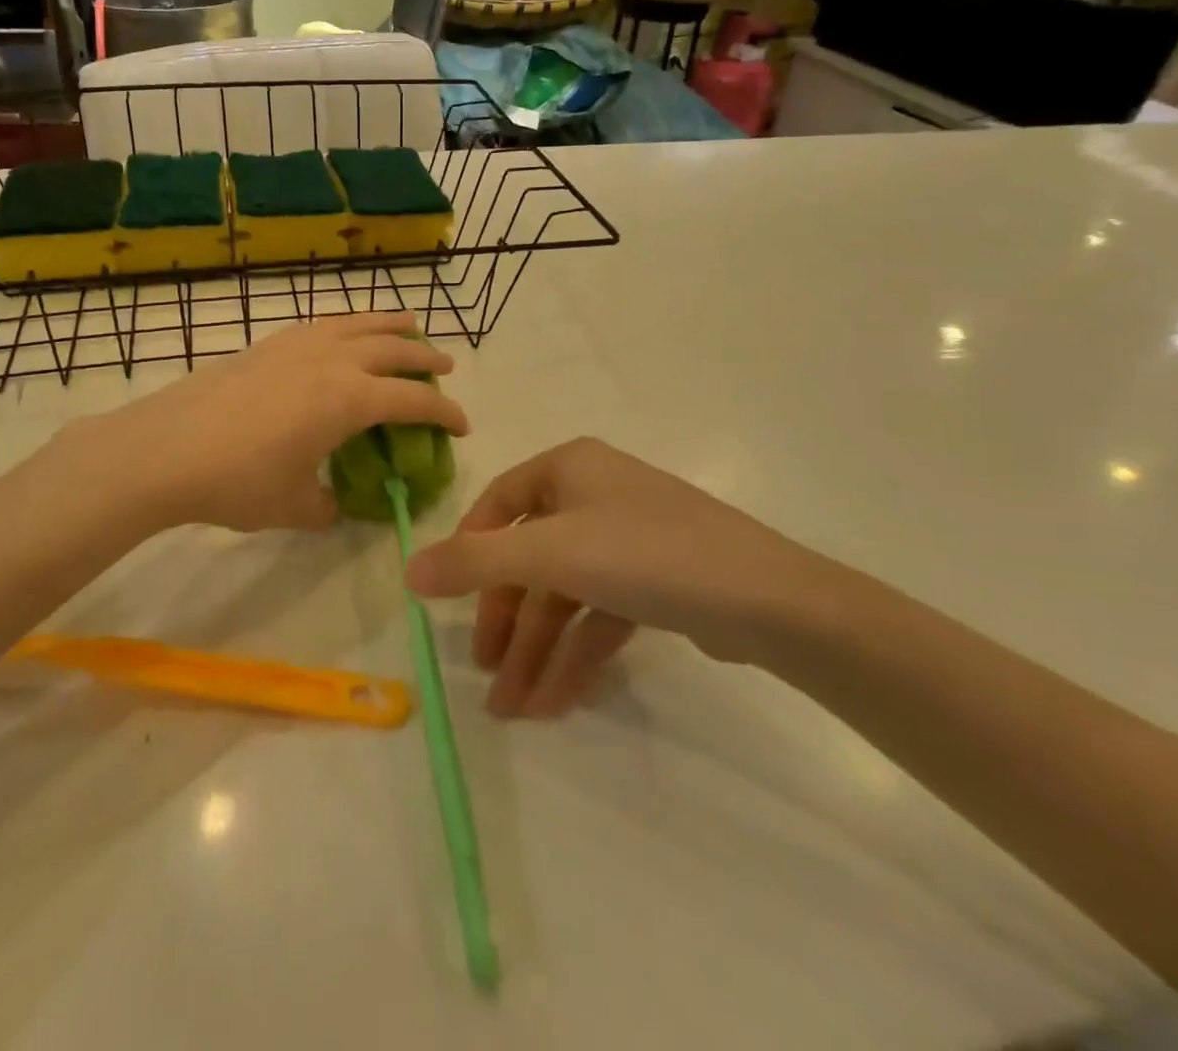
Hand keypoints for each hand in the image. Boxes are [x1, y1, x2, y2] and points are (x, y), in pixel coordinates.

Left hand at [76, 313, 468, 533]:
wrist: (164, 450)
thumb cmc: (237, 481)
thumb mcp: (294, 506)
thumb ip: (327, 506)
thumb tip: (335, 505)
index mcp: (350, 399)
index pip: (413, 400)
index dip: (445, 412)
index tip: (463, 425)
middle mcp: (332, 361)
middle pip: (393, 348)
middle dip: (425, 358)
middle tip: (445, 367)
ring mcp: (297, 345)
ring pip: (357, 323)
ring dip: (389, 324)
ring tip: (409, 324)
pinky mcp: (267, 343)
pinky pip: (322, 324)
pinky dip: (347, 325)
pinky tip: (343, 334)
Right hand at [406, 438, 833, 716]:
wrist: (769, 601)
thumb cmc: (646, 555)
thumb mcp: (551, 554)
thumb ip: (475, 562)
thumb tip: (408, 572)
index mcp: (568, 468)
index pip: (499, 505)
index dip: (469, 552)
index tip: (448, 601)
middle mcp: (595, 494)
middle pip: (532, 558)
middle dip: (509, 621)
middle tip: (487, 675)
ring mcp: (629, 538)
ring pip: (566, 593)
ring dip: (540, 649)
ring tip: (517, 709)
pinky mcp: (657, 581)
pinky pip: (601, 612)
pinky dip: (578, 652)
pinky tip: (559, 699)